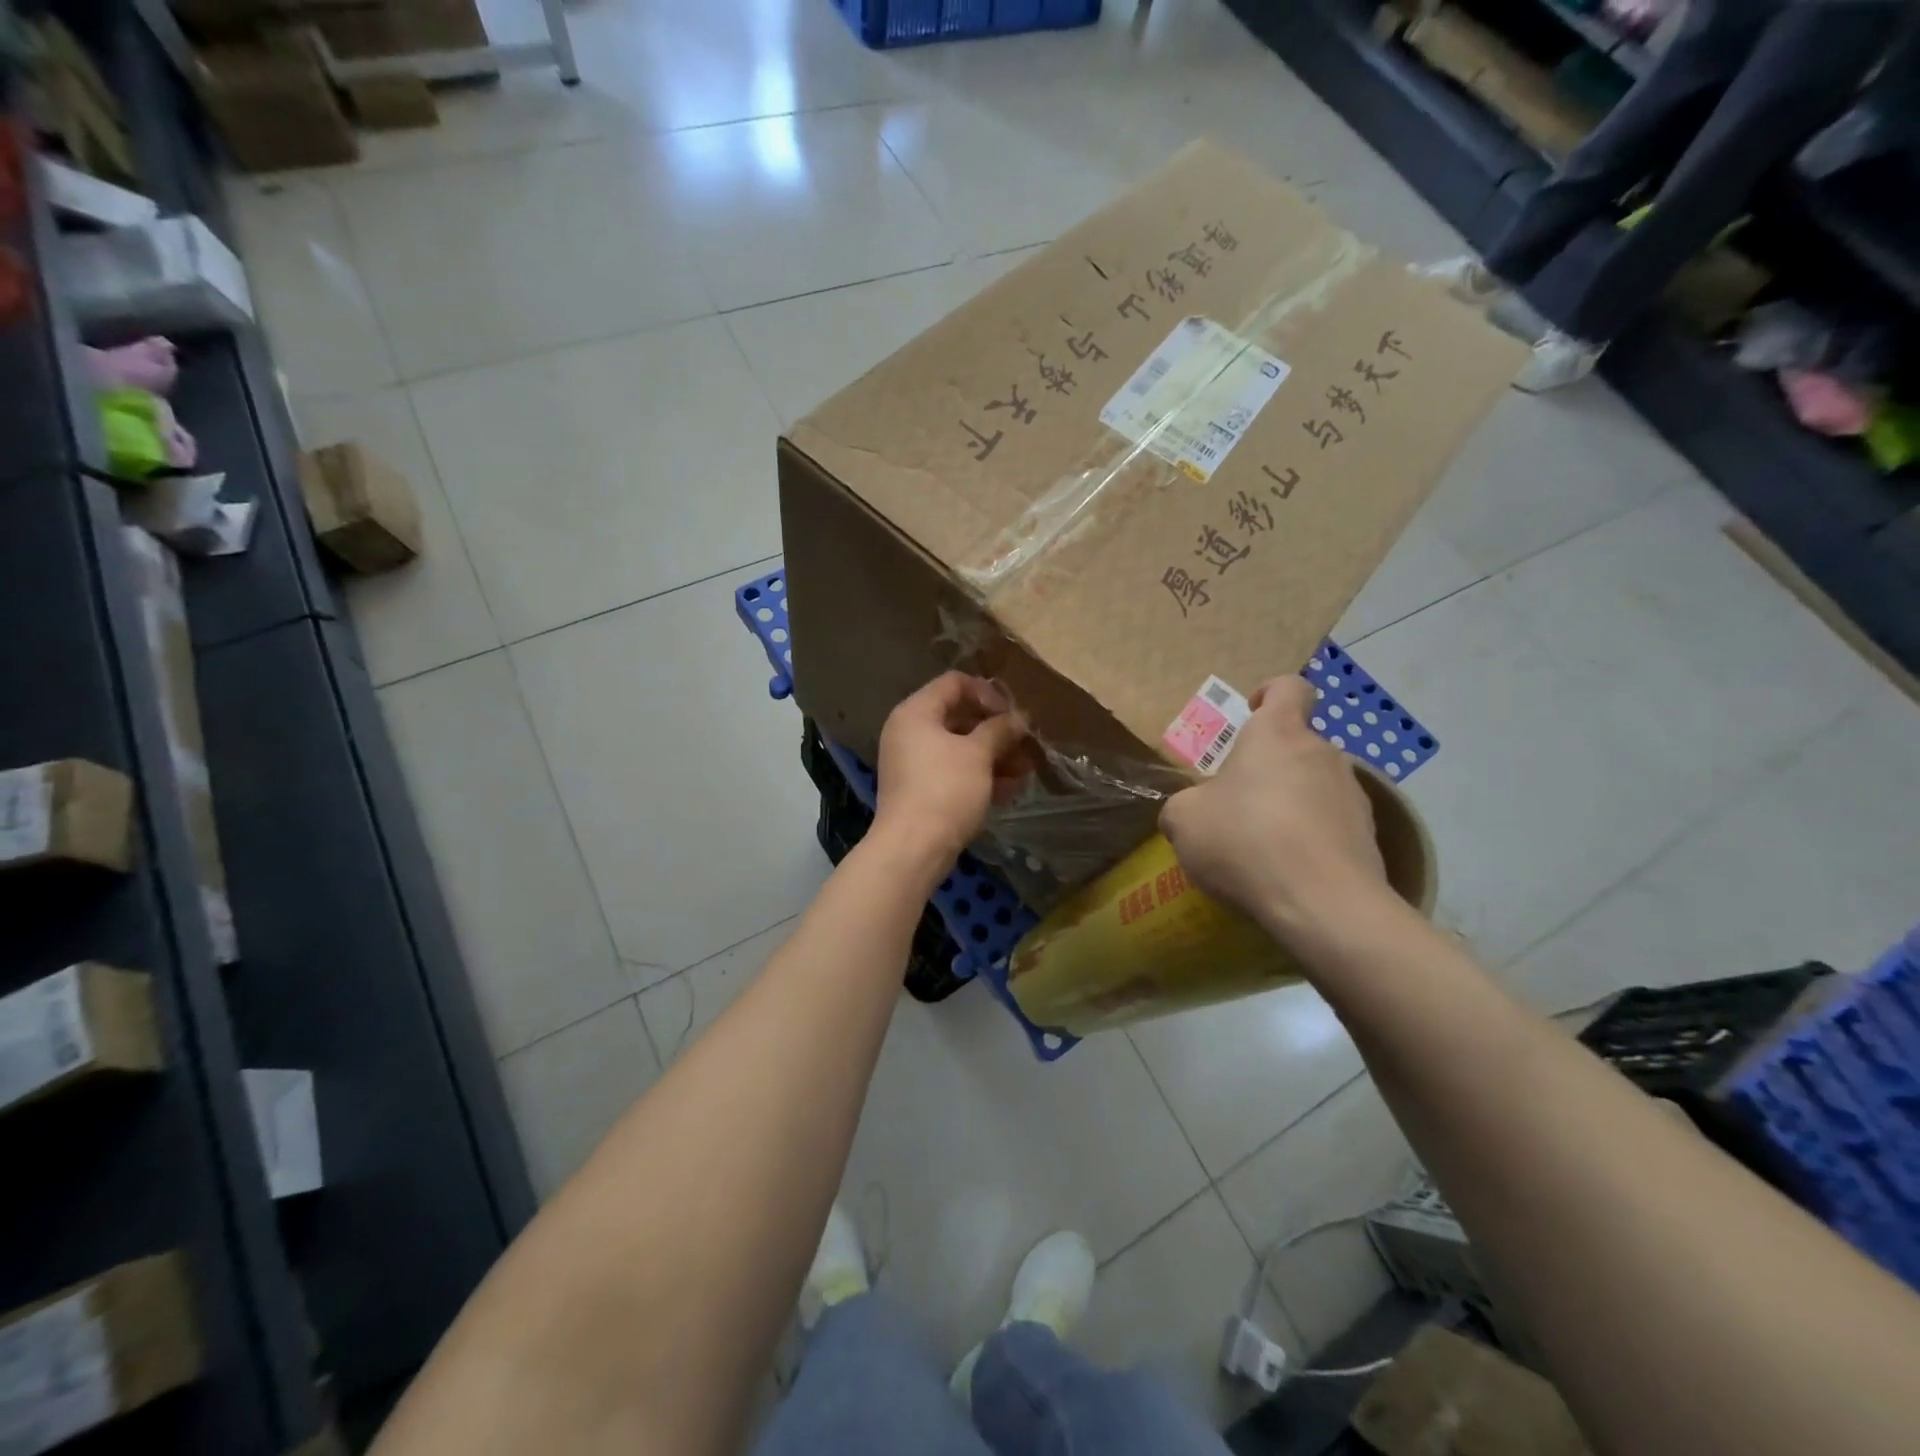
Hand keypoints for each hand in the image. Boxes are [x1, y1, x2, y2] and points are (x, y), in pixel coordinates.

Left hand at [873, 672, 1031, 863]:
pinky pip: (953, 773)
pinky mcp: (921, 791)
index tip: (1012, 715)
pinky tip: (1010, 790)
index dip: (987, 693)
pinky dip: (980, 776)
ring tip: (1025, 771)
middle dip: (996, 730)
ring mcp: (913, 763)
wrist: (913, 848)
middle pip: (958, 717)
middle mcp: (909, 732)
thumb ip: (1000, 730)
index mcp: (916, 712)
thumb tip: (1019, 718)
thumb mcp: (978, 754)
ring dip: (994, 756)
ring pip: (959, 749)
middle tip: (1025, 744)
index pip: (954, 683)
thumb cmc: (945, 789)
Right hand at [1159, 677, 1387, 936]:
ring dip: (1290, 805)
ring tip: (1262, 847)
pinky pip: (1331, 825)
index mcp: (1277, 734)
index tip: (1249, 716)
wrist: (1322, 904)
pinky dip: (1310, 839)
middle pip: (1295, 745)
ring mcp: (1353, 794)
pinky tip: (1287, 872)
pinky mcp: (1369, 836)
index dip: (1269, 694)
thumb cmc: (1244, 841)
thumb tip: (1194, 810)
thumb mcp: (1183, 820)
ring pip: (1314, 786)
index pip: (1288, 688)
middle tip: (1236, 804)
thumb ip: (1185, 804)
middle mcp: (1322, 753)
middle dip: (1268, 768)